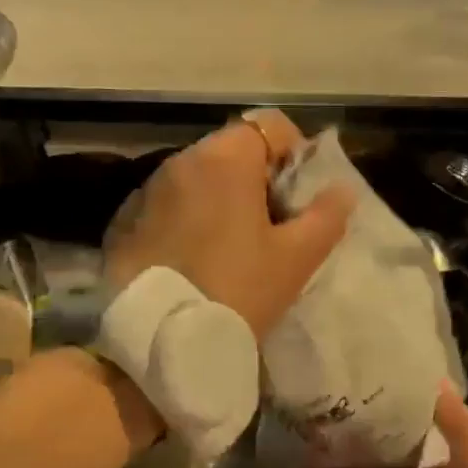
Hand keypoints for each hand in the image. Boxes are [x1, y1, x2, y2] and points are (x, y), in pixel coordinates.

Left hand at [103, 111, 352, 338]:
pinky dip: (189, 217)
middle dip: (258, 177)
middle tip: (273, 226)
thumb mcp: (296, 258)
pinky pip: (170, 203)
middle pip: (232, 149)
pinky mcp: (125, 221)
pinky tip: (196, 259)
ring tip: (233, 246)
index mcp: (226, 160)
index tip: (299, 194)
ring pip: (199, 177)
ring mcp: (148, 190)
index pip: (270, 125)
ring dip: (221, 197)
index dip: (295, 152)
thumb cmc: (239, 291)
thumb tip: (342, 189)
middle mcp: (181, 160)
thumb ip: (326, 216)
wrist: (160, 342)